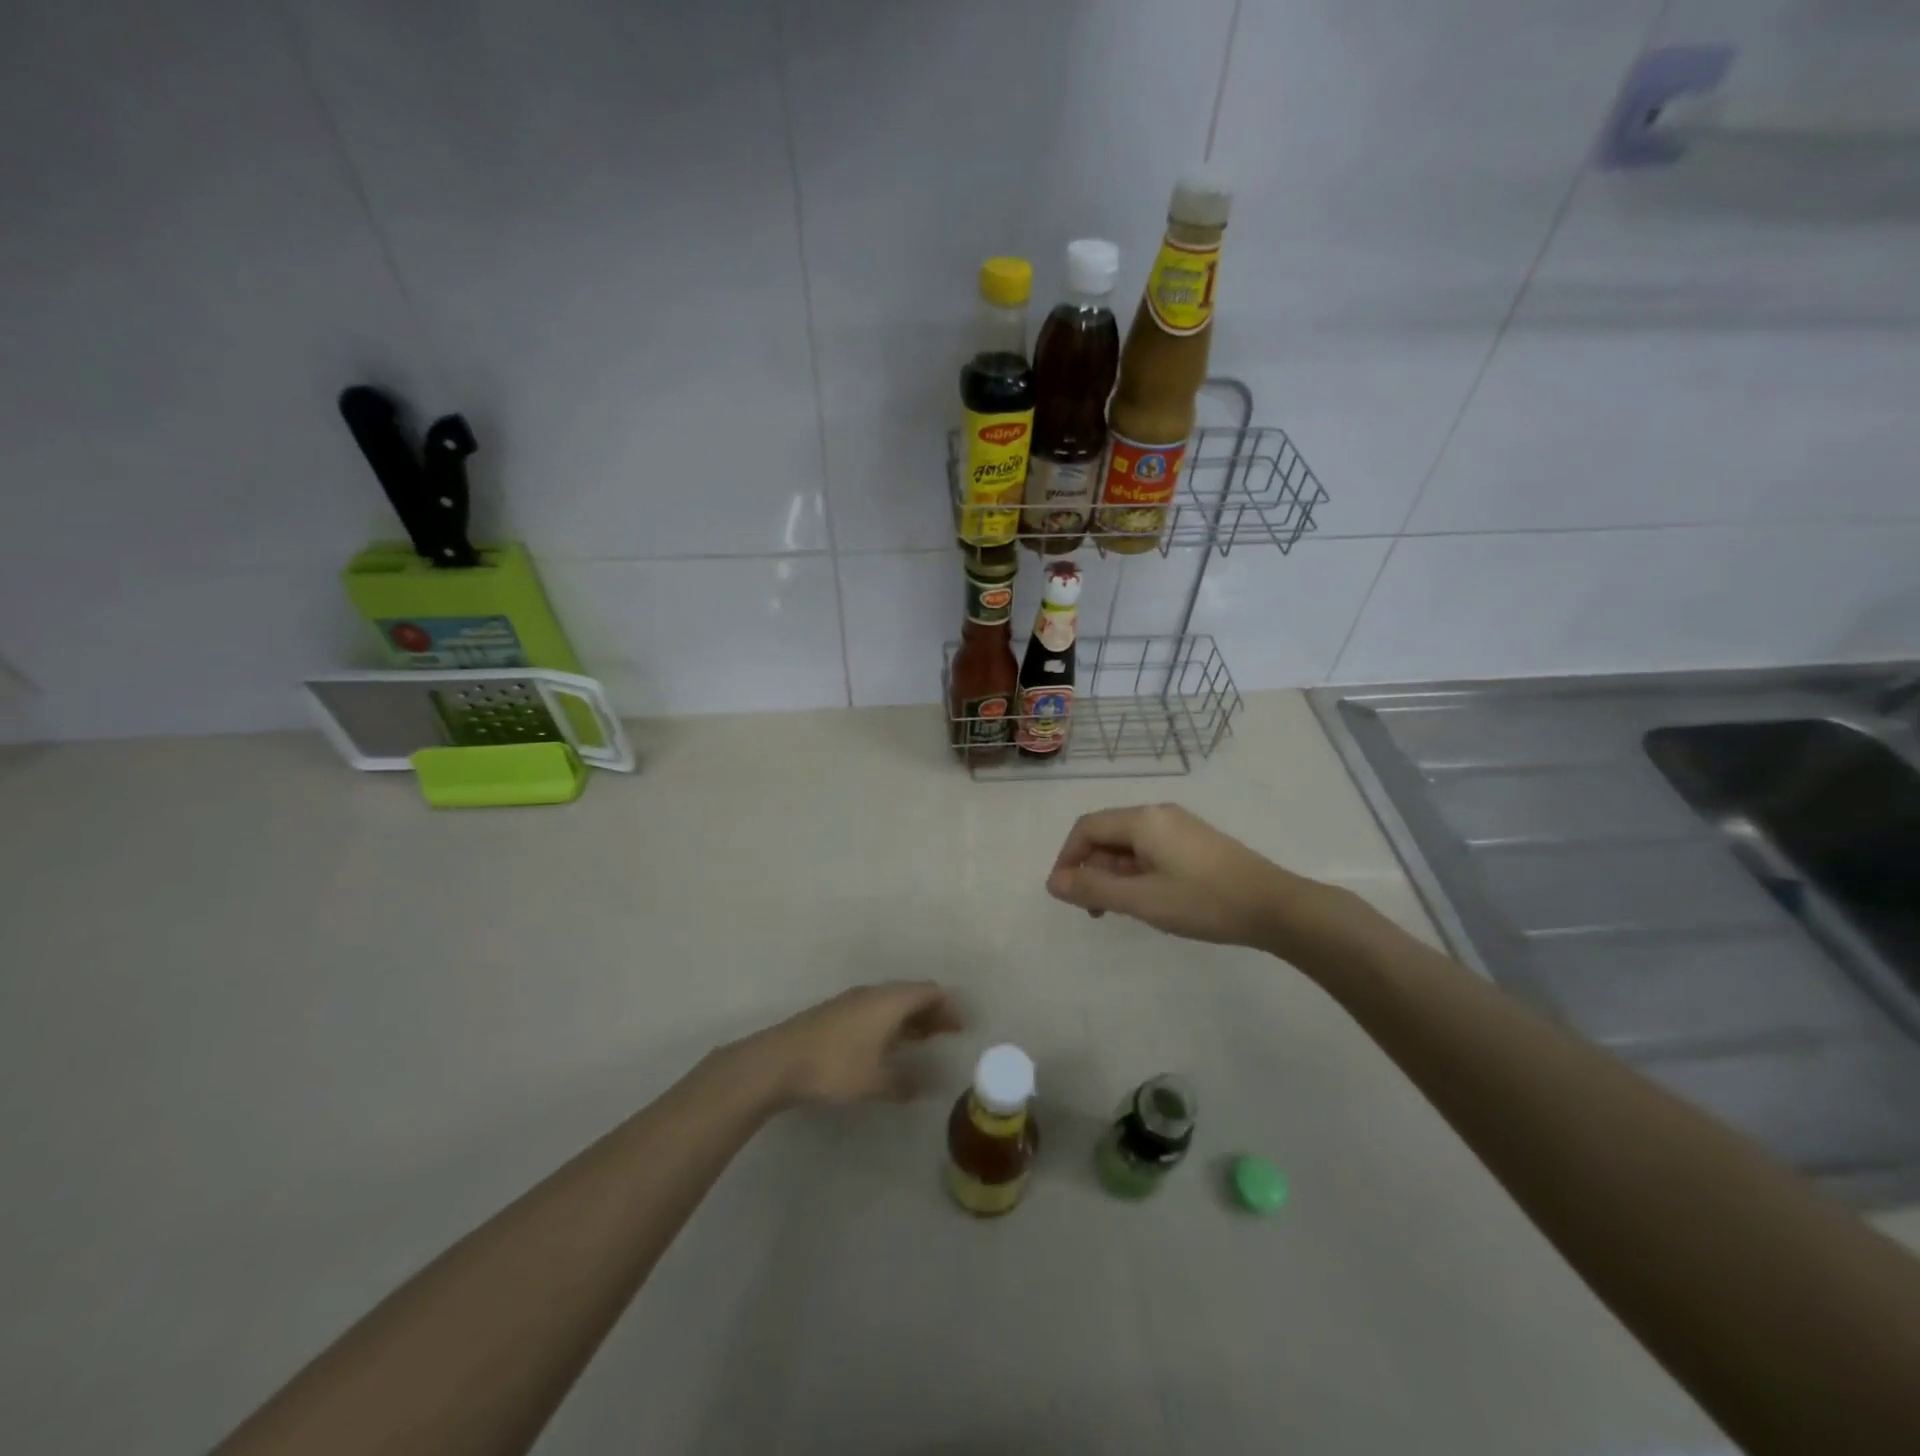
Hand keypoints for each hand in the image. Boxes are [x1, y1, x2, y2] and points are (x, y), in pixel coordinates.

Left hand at [742, 982, 964, 1106]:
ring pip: (892, 1002)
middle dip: (932, 1011)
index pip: (929, 992)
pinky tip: (887, 1046)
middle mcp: (874, 994)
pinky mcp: (836, 1013)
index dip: (949, 1007)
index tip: (961, 1028)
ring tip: (922, 1040)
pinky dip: (891, 1022)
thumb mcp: (875, 1082)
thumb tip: (921, 1086)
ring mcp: (853, 1001)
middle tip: (946, 1034)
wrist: (779, 1060)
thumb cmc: (835, 1066)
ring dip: (910, 1018)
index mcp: (890, 1001)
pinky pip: (875, 1010)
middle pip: (912, 993)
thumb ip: (903, 1084)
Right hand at [1047, 803, 1310, 949]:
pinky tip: (1147, 900)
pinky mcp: (1196, 843)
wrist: (1275, 907)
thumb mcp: (1142, 900)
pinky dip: (1136, 872)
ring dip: (1113, 874)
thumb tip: (1053, 882)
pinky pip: (1151, 850)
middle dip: (1090, 868)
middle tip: (1093, 909)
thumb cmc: (1203, 901)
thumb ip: (1093, 890)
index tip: (1064, 893)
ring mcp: (1180, 827)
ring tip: (1118, 910)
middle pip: (1107, 833)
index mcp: (1143, 820)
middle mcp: (1159, 814)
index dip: (1067, 857)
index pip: (1087, 828)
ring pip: (1129, 844)